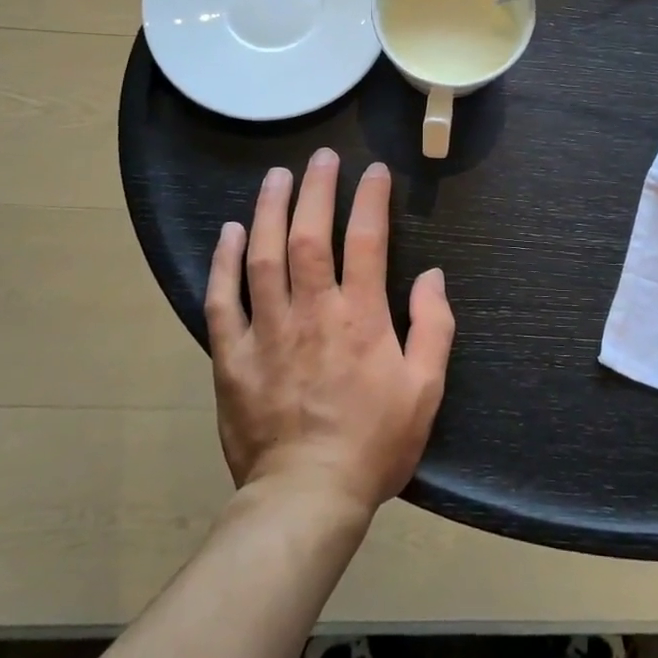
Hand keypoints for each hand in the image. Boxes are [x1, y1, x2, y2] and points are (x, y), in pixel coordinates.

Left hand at [207, 149, 454, 516]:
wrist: (306, 500)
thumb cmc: (374, 443)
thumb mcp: (425, 389)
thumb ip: (434, 326)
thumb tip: (432, 275)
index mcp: (361, 317)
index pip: (367, 240)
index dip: (371, 199)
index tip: (374, 171)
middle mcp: (312, 312)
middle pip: (311, 236)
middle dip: (317, 189)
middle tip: (321, 157)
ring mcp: (268, 332)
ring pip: (264, 257)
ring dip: (270, 211)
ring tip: (276, 177)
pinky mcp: (233, 357)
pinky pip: (223, 301)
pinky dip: (224, 263)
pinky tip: (229, 232)